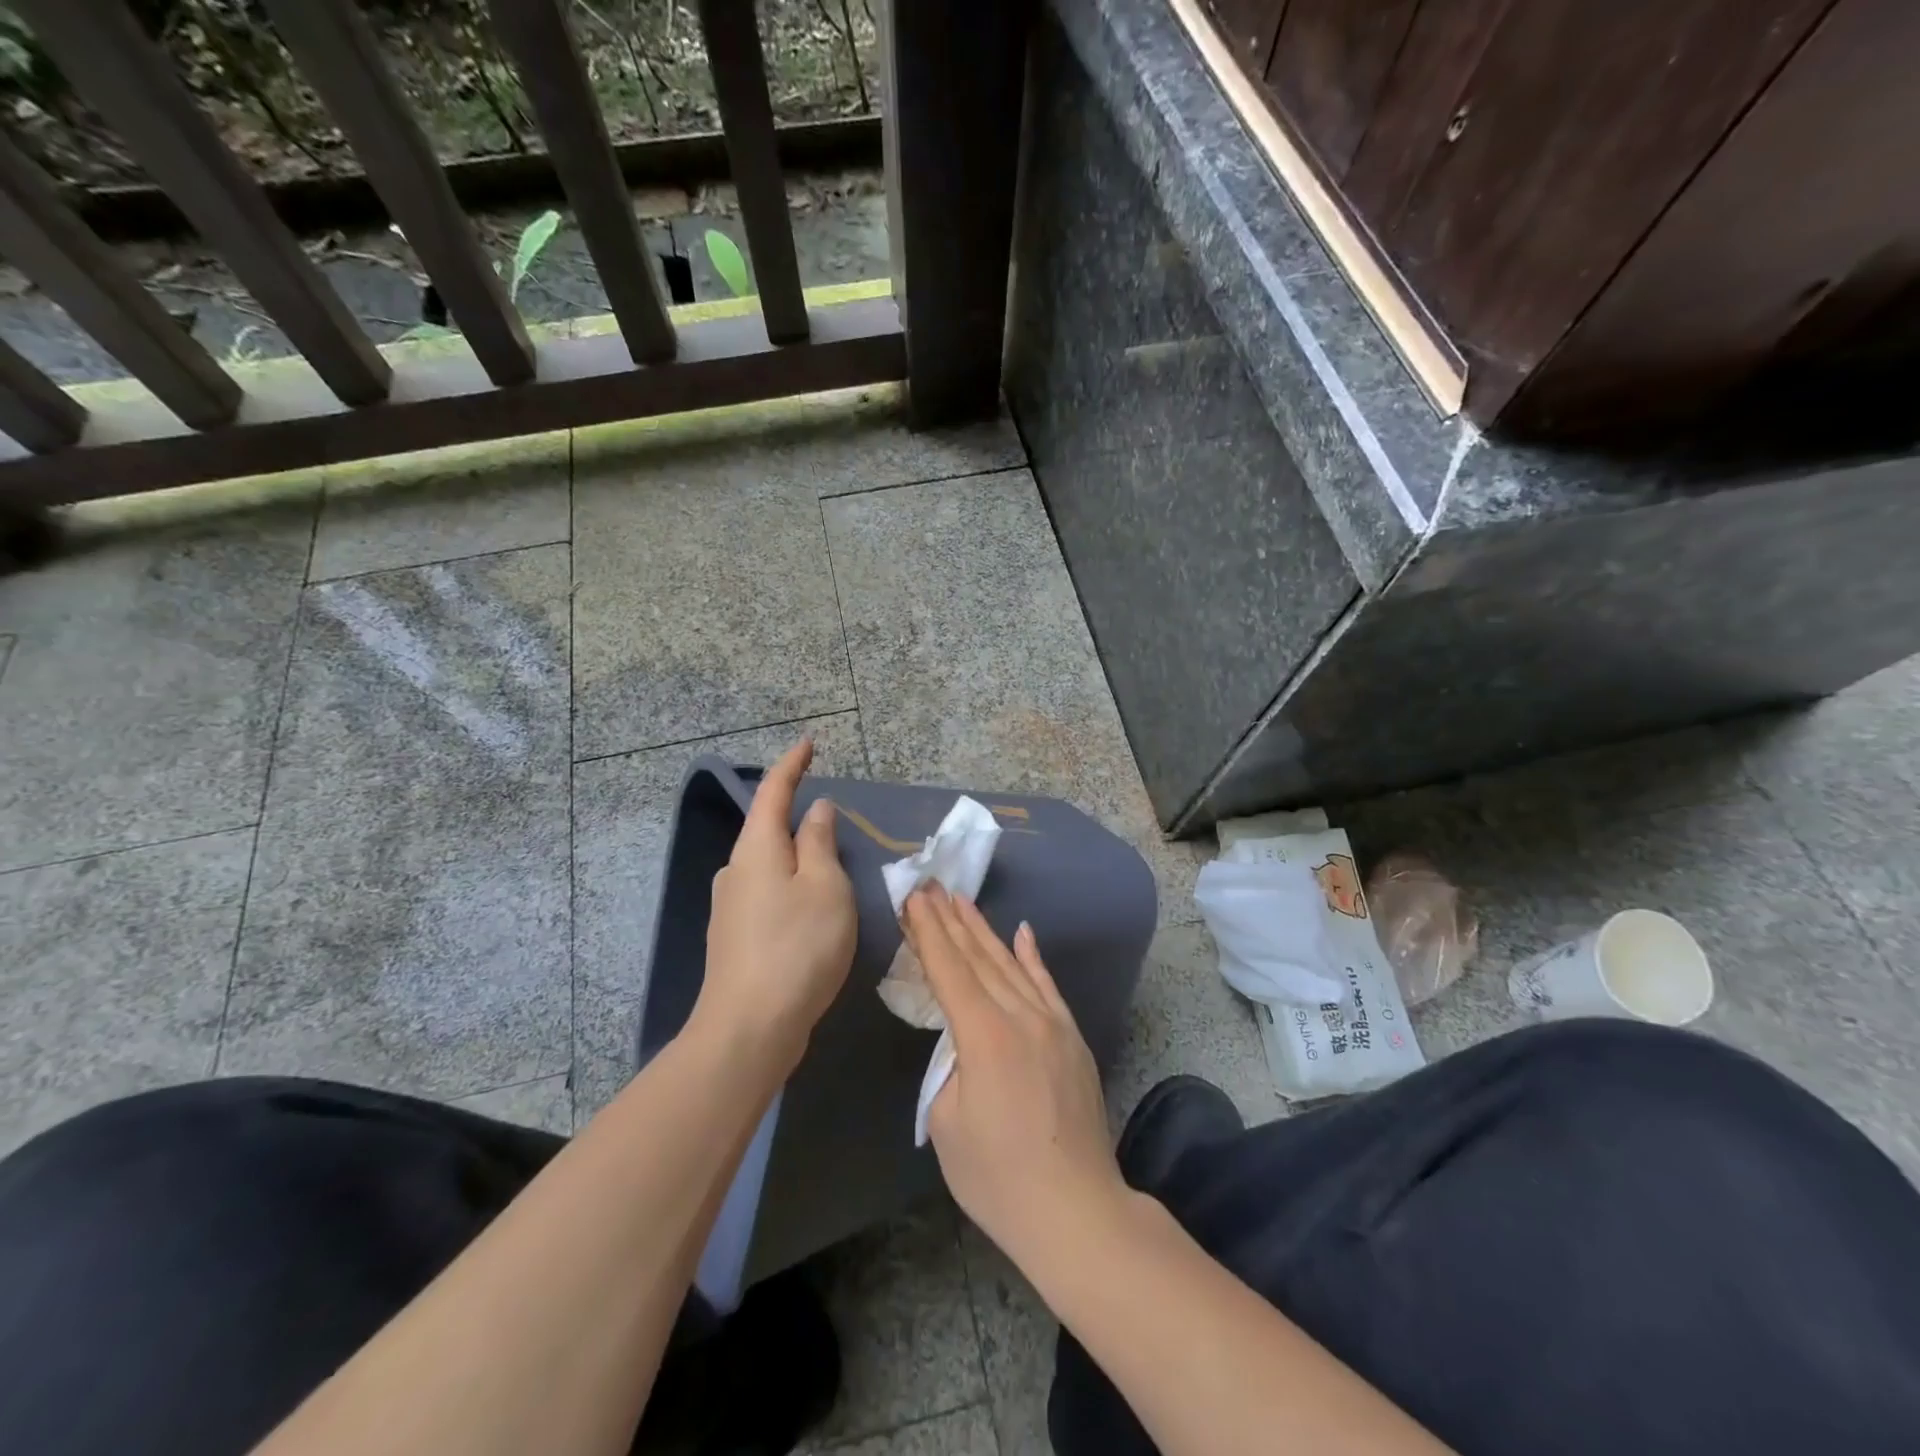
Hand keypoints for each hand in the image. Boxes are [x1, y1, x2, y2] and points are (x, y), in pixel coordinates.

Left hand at [692, 739, 855, 1077]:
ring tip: (833, 874)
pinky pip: (768, 895)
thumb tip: (816, 810)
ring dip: (798, 859)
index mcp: (758, 849)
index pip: (774, 791)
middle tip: (836, 821)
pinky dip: (792, 889)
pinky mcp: (735, 938)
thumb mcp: (825, 888)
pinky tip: (811, 914)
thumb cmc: (797, 947)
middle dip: (798, 817)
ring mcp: (731, 906)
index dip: (792, 765)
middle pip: (769, 829)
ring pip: (770, 866)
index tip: (808, 744)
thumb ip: (821, 843)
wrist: (749, 1028)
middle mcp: (737, 870)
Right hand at [903, 884, 1128, 1265]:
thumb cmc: (998, 1177)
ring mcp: (1053, 1024)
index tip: (915, 898)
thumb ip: (949, 1066)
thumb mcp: (947, 1123)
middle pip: (979, 958)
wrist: (1075, 1210)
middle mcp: (1021, 1016)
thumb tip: (963, 1042)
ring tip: (963, 901)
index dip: (928, 931)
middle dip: (951, 920)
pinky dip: (1032, 957)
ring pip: (1012, 965)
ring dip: (984, 931)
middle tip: (932, 886)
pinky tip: (1022, 932)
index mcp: (985, 1035)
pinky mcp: (1073, 1039)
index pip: (949, 969)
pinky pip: (1048, 986)